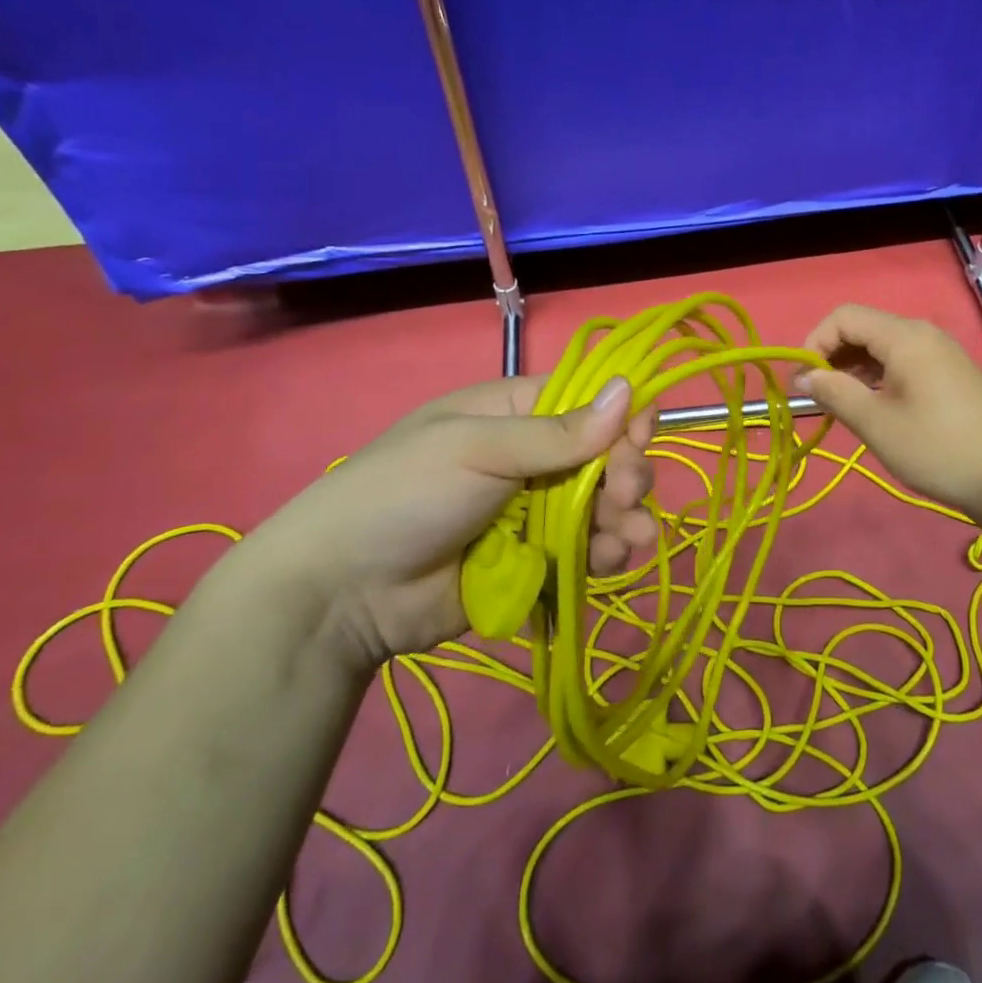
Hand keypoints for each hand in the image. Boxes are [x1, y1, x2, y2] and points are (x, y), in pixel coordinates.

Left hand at [226, 375, 657, 670]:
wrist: (343, 593)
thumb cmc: (405, 494)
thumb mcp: (477, 449)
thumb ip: (558, 432)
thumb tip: (628, 389)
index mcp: (515, 413)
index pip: (589, 403)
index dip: (622, 418)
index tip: (639, 440)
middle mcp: (533, 458)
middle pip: (606, 457)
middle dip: (626, 476)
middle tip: (623, 498)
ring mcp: (536, 513)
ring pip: (603, 507)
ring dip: (625, 519)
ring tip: (628, 540)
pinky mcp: (536, 562)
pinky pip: (586, 551)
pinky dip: (607, 554)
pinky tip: (612, 561)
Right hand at [796, 304, 981, 519]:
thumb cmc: (939, 449)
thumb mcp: (877, 424)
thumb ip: (835, 393)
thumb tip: (803, 376)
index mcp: (905, 337)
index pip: (844, 317)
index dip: (814, 342)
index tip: (800, 381)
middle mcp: (924, 335)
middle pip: (864, 329)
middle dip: (832, 356)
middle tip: (815, 396)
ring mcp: (941, 354)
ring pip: (883, 348)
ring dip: (853, 369)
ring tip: (839, 405)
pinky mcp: (951, 375)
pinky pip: (903, 363)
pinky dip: (878, 377)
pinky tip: (873, 407)